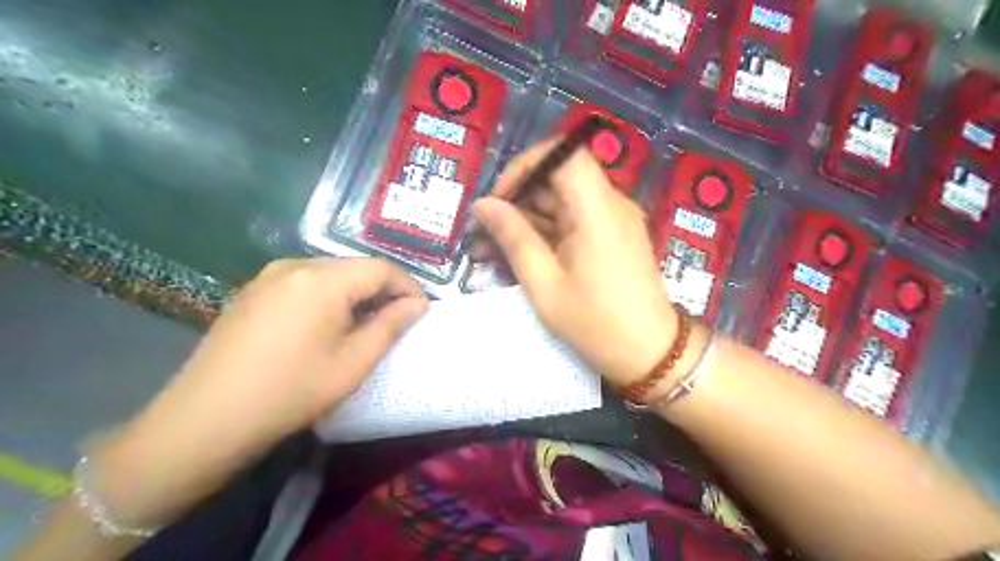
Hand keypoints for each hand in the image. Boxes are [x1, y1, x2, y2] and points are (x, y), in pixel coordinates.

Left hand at [89, 257, 425, 525]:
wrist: (205, 419)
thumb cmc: (290, 391)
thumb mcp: (353, 362)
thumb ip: (390, 326)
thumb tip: (418, 305)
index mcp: (322, 279)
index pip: (381, 268)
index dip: (408, 286)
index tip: (421, 312)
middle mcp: (295, 265)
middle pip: (355, 267)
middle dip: (383, 290)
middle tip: (398, 320)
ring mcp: (269, 276)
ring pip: (331, 273)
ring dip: (356, 293)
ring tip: (367, 324)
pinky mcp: (254, 290)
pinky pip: (305, 283)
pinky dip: (329, 296)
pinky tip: (329, 324)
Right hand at [474, 140, 678, 387]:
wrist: (650, 354)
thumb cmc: (595, 323)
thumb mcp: (544, 284)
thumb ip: (513, 237)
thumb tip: (483, 204)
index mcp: (597, 209)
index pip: (563, 152)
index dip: (526, 165)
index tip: (501, 197)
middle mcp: (611, 203)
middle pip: (560, 176)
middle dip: (520, 197)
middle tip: (488, 231)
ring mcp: (615, 219)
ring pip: (564, 200)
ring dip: (530, 218)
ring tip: (496, 247)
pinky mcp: (614, 236)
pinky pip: (576, 219)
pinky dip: (548, 231)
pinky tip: (524, 254)